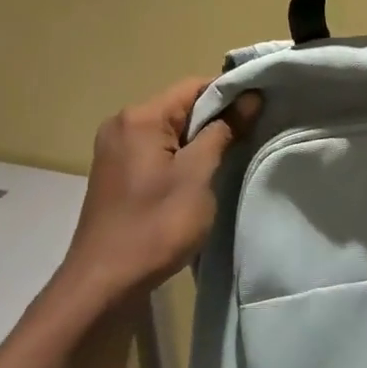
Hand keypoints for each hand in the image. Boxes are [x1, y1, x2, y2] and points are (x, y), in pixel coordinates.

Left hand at [58, 79, 262, 304]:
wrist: (105, 281)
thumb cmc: (156, 225)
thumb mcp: (198, 175)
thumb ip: (223, 131)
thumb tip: (249, 98)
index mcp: (140, 117)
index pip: (194, 86)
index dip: (230, 94)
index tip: (261, 108)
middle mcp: (122, 124)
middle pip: (180, 107)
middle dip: (216, 118)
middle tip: (252, 135)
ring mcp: (115, 149)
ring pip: (169, 131)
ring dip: (199, 140)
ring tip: (230, 156)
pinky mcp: (116, 173)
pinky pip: (155, 151)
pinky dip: (180, 156)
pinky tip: (199, 176)